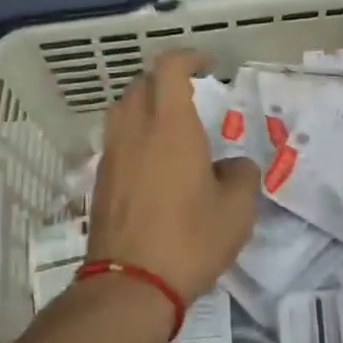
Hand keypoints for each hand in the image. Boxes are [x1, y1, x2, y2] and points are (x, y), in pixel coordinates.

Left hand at [88, 50, 258, 306]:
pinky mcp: (101, 181)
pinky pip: (116, 141)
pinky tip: (154, 165)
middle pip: (141, 84)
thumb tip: (233, 166)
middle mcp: (135, 130)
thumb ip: (242, 175)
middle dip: (166, 81)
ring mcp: (112, 155)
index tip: (209, 66)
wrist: (131, 285)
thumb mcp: (237, 209)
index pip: (169, 67)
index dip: (189, 57)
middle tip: (191, 97)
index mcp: (170, 125)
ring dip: (145, 106)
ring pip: (122, 110)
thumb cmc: (190, 239)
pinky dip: (134, 136)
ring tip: (170, 128)